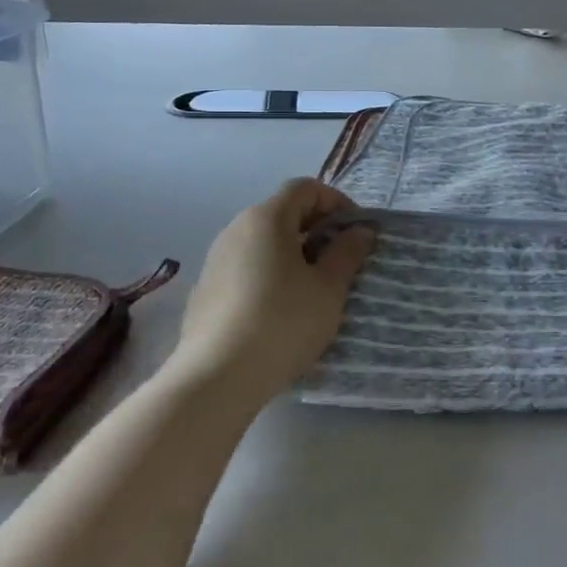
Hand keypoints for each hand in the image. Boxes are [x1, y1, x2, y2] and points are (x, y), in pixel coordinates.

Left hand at [174, 179, 375, 404]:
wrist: (217, 377)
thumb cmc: (283, 322)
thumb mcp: (329, 288)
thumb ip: (347, 253)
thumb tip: (360, 231)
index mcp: (266, 218)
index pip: (305, 188)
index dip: (336, 201)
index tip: (356, 231)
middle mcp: (236, 229)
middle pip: (282, 212)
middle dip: (316, 228)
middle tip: (341, 259)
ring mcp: (215, 260)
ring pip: (263, 242)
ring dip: (293, 253)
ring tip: (314, 287)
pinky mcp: (205, 290)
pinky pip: (246, 267)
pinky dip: (269, 274)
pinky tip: (281, 310)